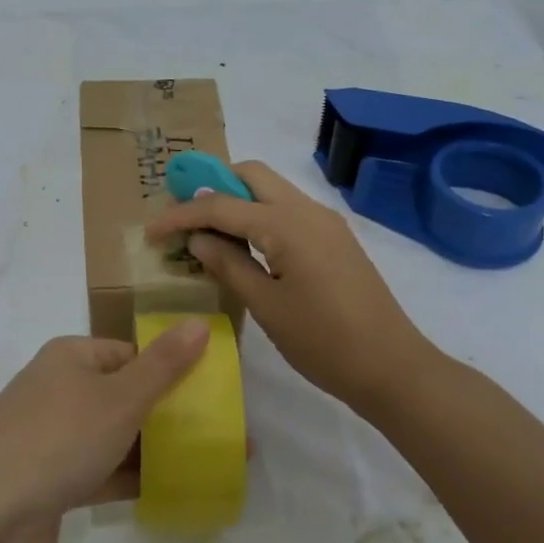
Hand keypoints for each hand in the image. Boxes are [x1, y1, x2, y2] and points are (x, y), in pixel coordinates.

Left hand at [0, 325, 209, 542]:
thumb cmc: (57, 441)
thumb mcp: (119, 399)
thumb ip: (163, 366)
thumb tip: (199, 323)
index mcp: (70, 358)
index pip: (130, 354)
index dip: (170, 370)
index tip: (211, 395)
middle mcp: (57, 390)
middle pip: (123, 395)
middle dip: (167, 414)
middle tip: (217, 434)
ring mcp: (50, 438)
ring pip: (113, 436)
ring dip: (153, 449)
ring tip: (206, 463)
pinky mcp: (49, 482)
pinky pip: (99, 472)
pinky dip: (129, 479)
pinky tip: (170, 492)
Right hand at [143, 160, 439, 414]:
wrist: (392, 367)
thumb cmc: (323, 342)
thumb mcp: (266, 305)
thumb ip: (228, 264)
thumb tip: (197, 239)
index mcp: (286, 224)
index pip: (221, 205)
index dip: (181, 215)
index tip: (151, 231)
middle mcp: (307, 210)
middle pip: (251, 175)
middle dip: (211, 187)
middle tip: (183, 217)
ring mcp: (325, 222)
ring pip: (271, 190)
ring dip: (236, 200)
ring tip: (206, 231)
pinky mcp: (334, 238)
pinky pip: (287, 210)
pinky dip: (258, 215)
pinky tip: (243, 244)